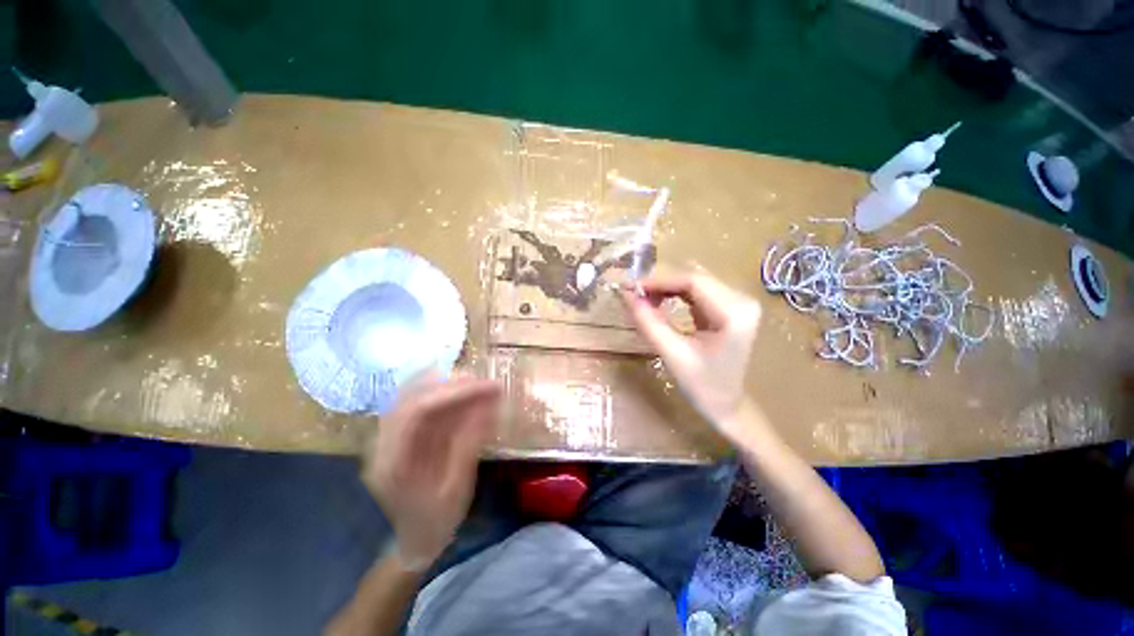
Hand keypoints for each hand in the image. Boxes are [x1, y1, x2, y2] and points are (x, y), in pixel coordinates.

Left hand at [362, 376, 500, 571]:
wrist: (415, 541)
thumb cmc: (436, 522)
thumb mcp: (457, 489)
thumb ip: (469, 445)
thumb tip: (488, 405)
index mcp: (393, 462)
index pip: (418, 410)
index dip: (455, 392)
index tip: (489, 387)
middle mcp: (384, 443)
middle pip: (415, 396)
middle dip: (455, 385)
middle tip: (489, 385)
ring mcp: (391, 436)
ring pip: (418, 395)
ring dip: (451, 387)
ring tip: (482, 387)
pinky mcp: (403, 434)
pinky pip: (424, 405)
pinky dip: (448, 397)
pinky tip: (469, 397)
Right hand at [620, 273, 760, 438]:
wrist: (728, 407)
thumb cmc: (703, 387)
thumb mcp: (672, 354)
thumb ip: (649, 323)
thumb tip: (627, 296)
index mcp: (734, 313)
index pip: (692, 282)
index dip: (659, 282)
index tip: (631, 289)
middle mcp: (742, 301)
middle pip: (695, 280)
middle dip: (661, 285)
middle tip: (634, 295)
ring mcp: (739, 304)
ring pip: (695, 284)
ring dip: (667, 289)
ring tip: (643, 299)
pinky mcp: (730, 309)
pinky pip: (699, 293)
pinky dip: (676, 296)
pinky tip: (659, 303)